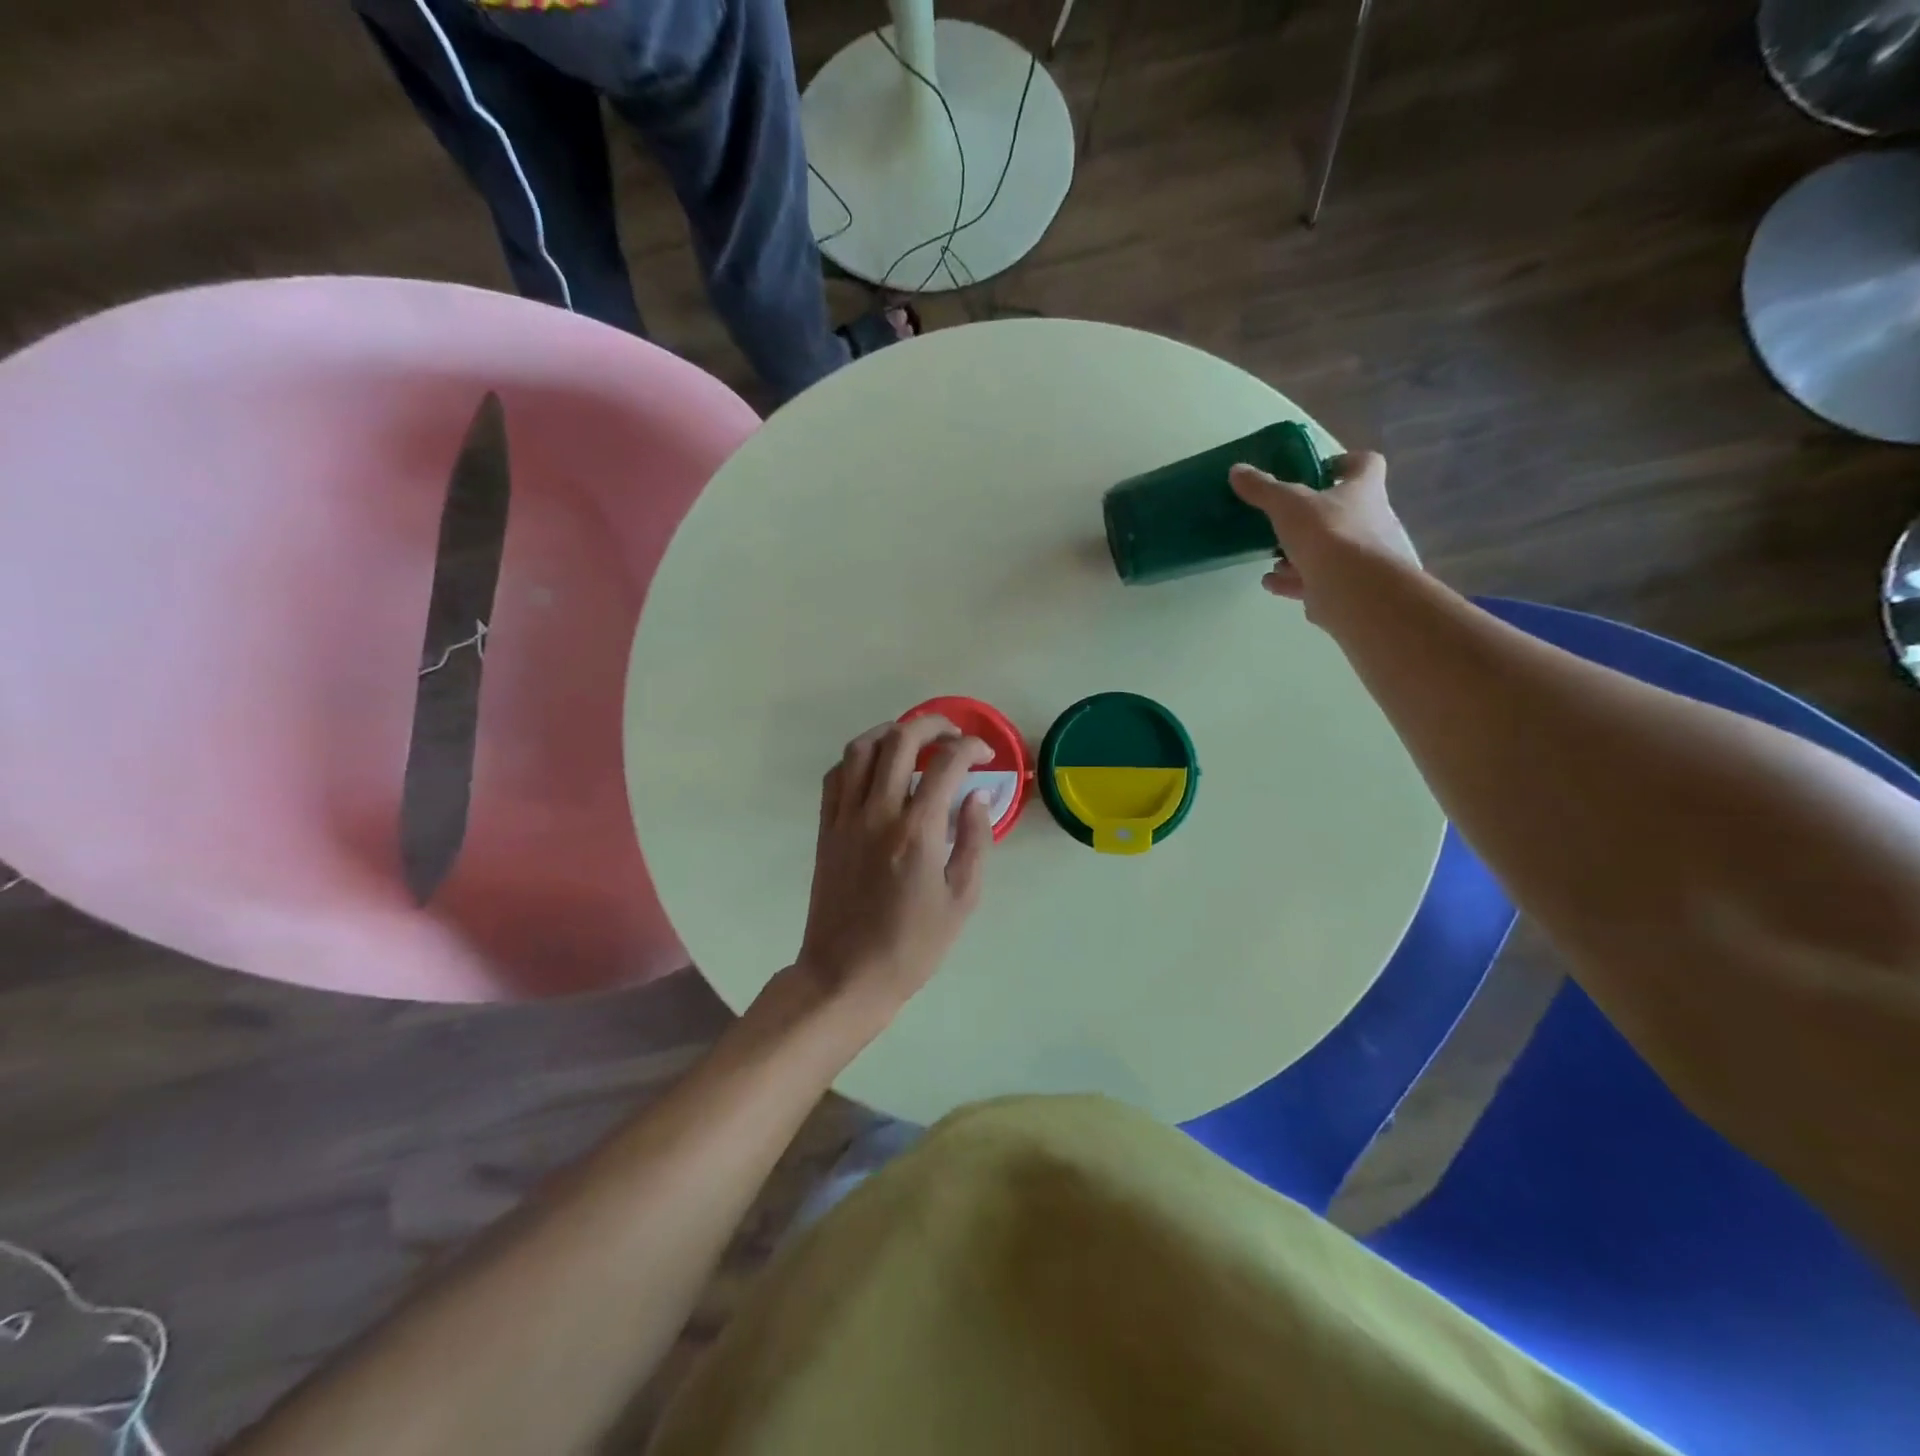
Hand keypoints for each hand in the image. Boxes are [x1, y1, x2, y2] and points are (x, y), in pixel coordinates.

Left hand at [794, 716, 994, 1028]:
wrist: (846, 974)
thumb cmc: (912, 945)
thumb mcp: (961, 900)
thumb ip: (974, 841)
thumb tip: (977, 796)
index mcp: (917, 832)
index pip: (947, 765)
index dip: (971, 748)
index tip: (985, 755)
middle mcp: (878, 813)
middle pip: (901, 741)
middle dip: (933, 725)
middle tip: (953, 734)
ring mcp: (845, 818)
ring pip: (861, 749)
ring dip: (891, 732)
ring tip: (914, 739)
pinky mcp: (826, 828)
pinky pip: (836, 775)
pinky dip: (858, 757)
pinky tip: (876, 766)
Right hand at [1229, 451, 1418, 607]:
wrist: (1355, 591)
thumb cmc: (1329, 533)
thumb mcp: (1287, 505)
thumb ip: (1263, 489)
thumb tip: (1237, 470)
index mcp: (1364, 490)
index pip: (1366, 464)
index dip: (1345, 462)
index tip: (1320, 469)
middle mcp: (1373, 520)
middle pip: (1344, 511)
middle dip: (1313, 518)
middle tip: (1285, 520)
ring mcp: (1363, 558)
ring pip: (1329, 549)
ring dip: (1301, 553)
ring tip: (1274, 558)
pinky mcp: (1349, 588)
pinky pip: (1319, 580)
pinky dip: (1294, 581)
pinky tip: (1272, 582)